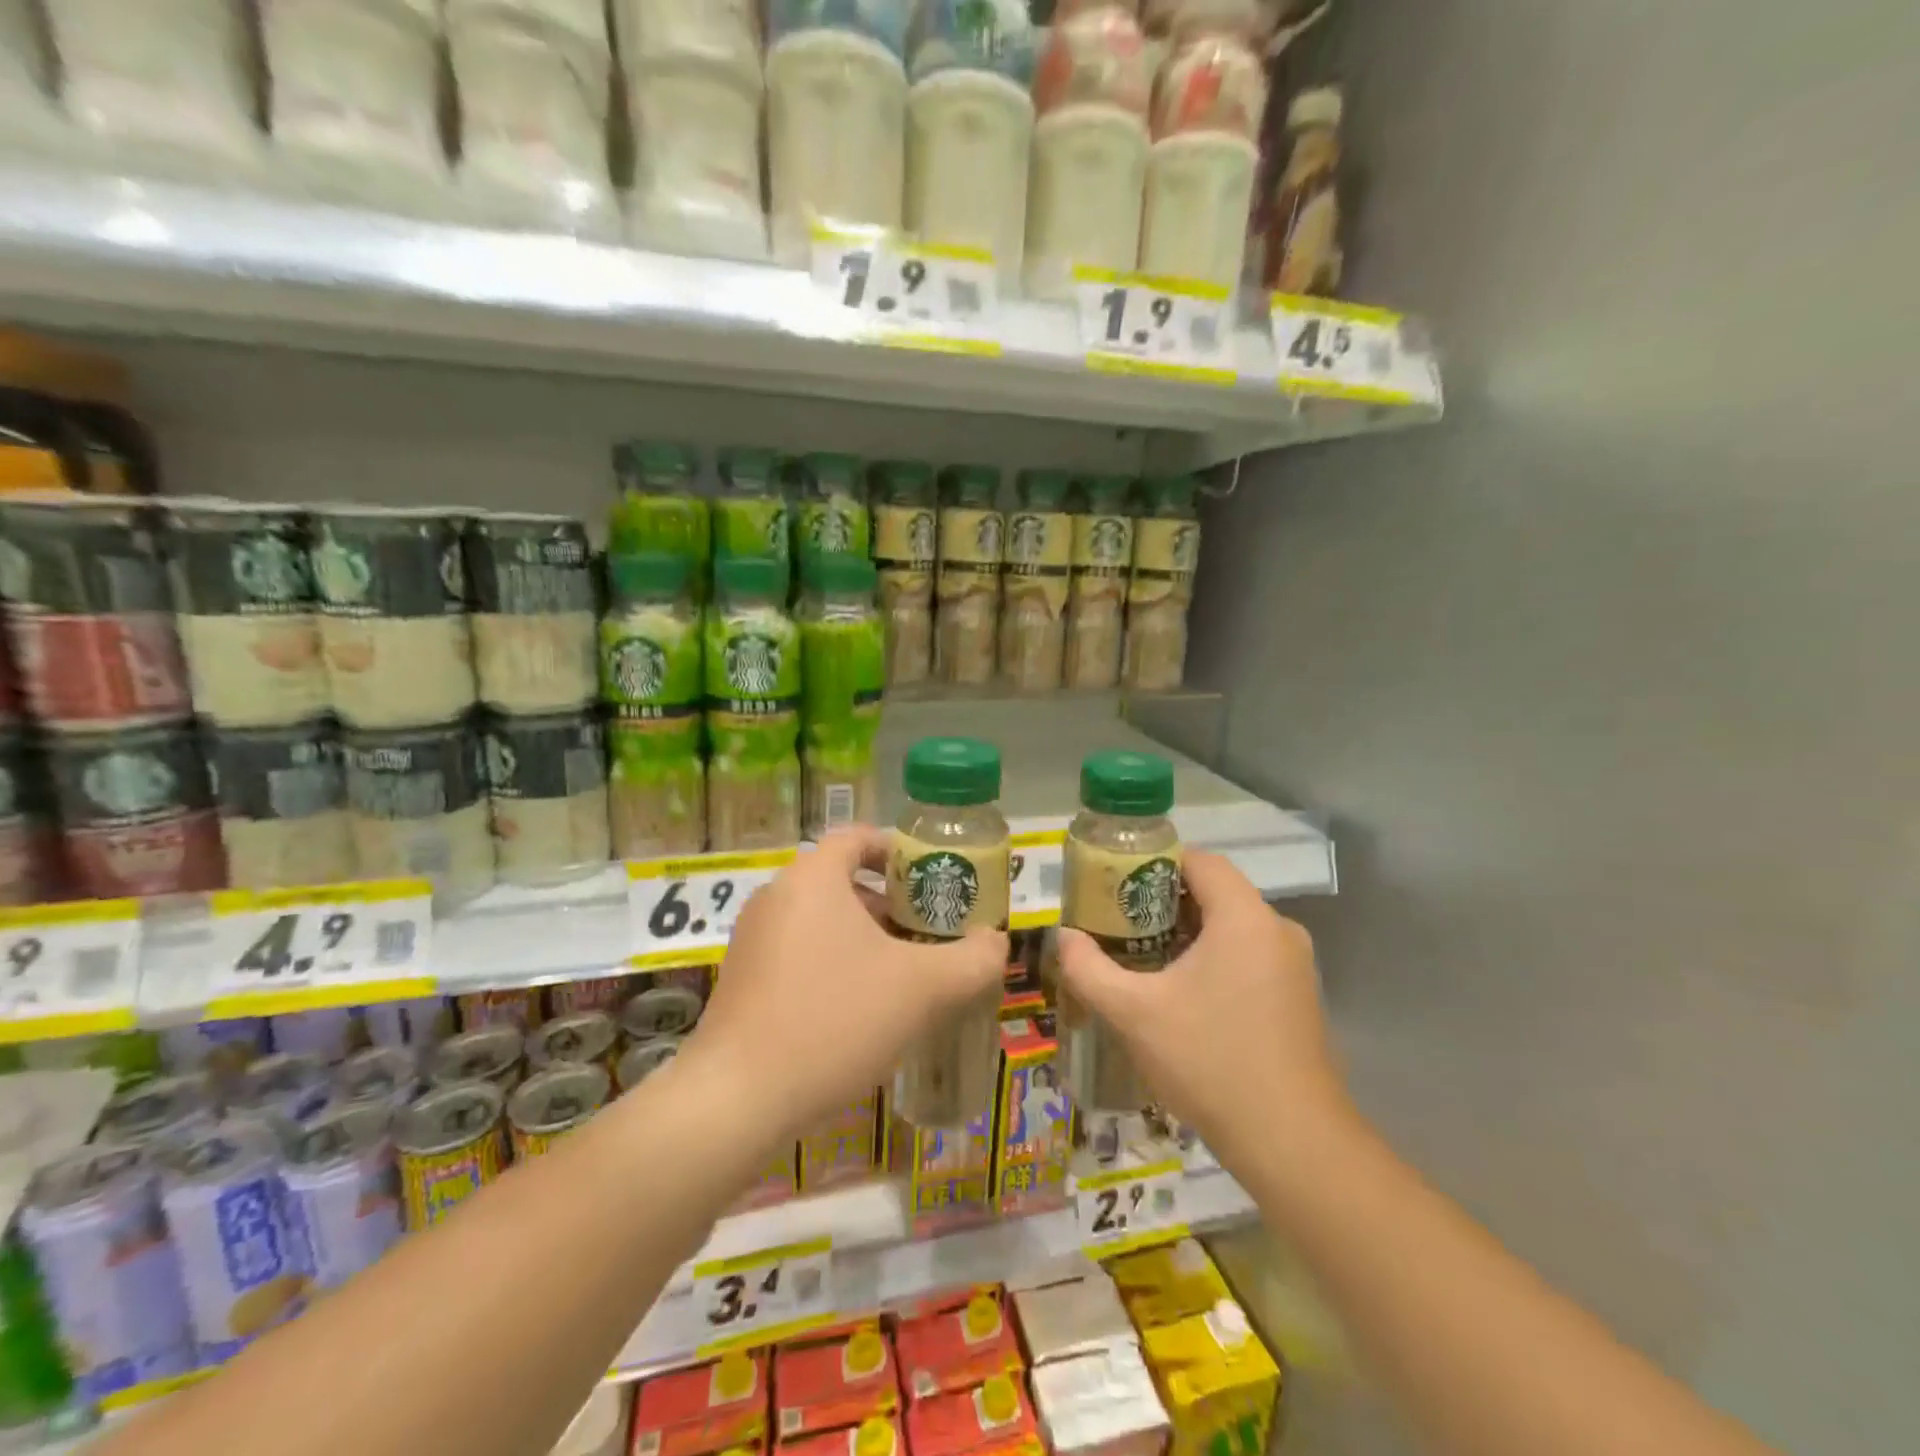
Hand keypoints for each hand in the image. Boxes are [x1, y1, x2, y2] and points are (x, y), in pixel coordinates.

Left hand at [687, 827, 1008, 1143]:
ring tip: (902, 975)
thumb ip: (972, 961)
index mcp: (814, 878)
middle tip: (929, 934)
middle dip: (891, 903)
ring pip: (821, 919)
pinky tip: (858, 1010)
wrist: (737, 1100)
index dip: (900, 852)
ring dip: (864, 937)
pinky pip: (798, 951)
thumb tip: (996, 942)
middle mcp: (777, 895)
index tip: (933, 882)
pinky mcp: (740, 979)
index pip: (859, 837)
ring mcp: (752, 938)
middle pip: (843, 879)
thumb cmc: (835, 1021)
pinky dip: (833, 962)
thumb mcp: (922, 990)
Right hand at [1055, 850, 1346, 1164]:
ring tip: (1143, 959)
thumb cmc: (1210, 1062)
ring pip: (1233, 926)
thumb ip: (1089, 968)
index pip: (1200, 860)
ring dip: (1189, 933)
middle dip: (1164, 902)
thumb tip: (1063, 937)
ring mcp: (1295, 965)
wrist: (1292, 1143)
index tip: (1117, 886)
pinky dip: (1215, 959)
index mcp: (1244, 918)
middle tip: (1120, 925)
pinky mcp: (1299, 997)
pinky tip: (1184, 995)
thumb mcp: (1133, 1013)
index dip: (1155, 863)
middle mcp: (1278, 930)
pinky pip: (1250, 955)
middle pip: (1215, 892)